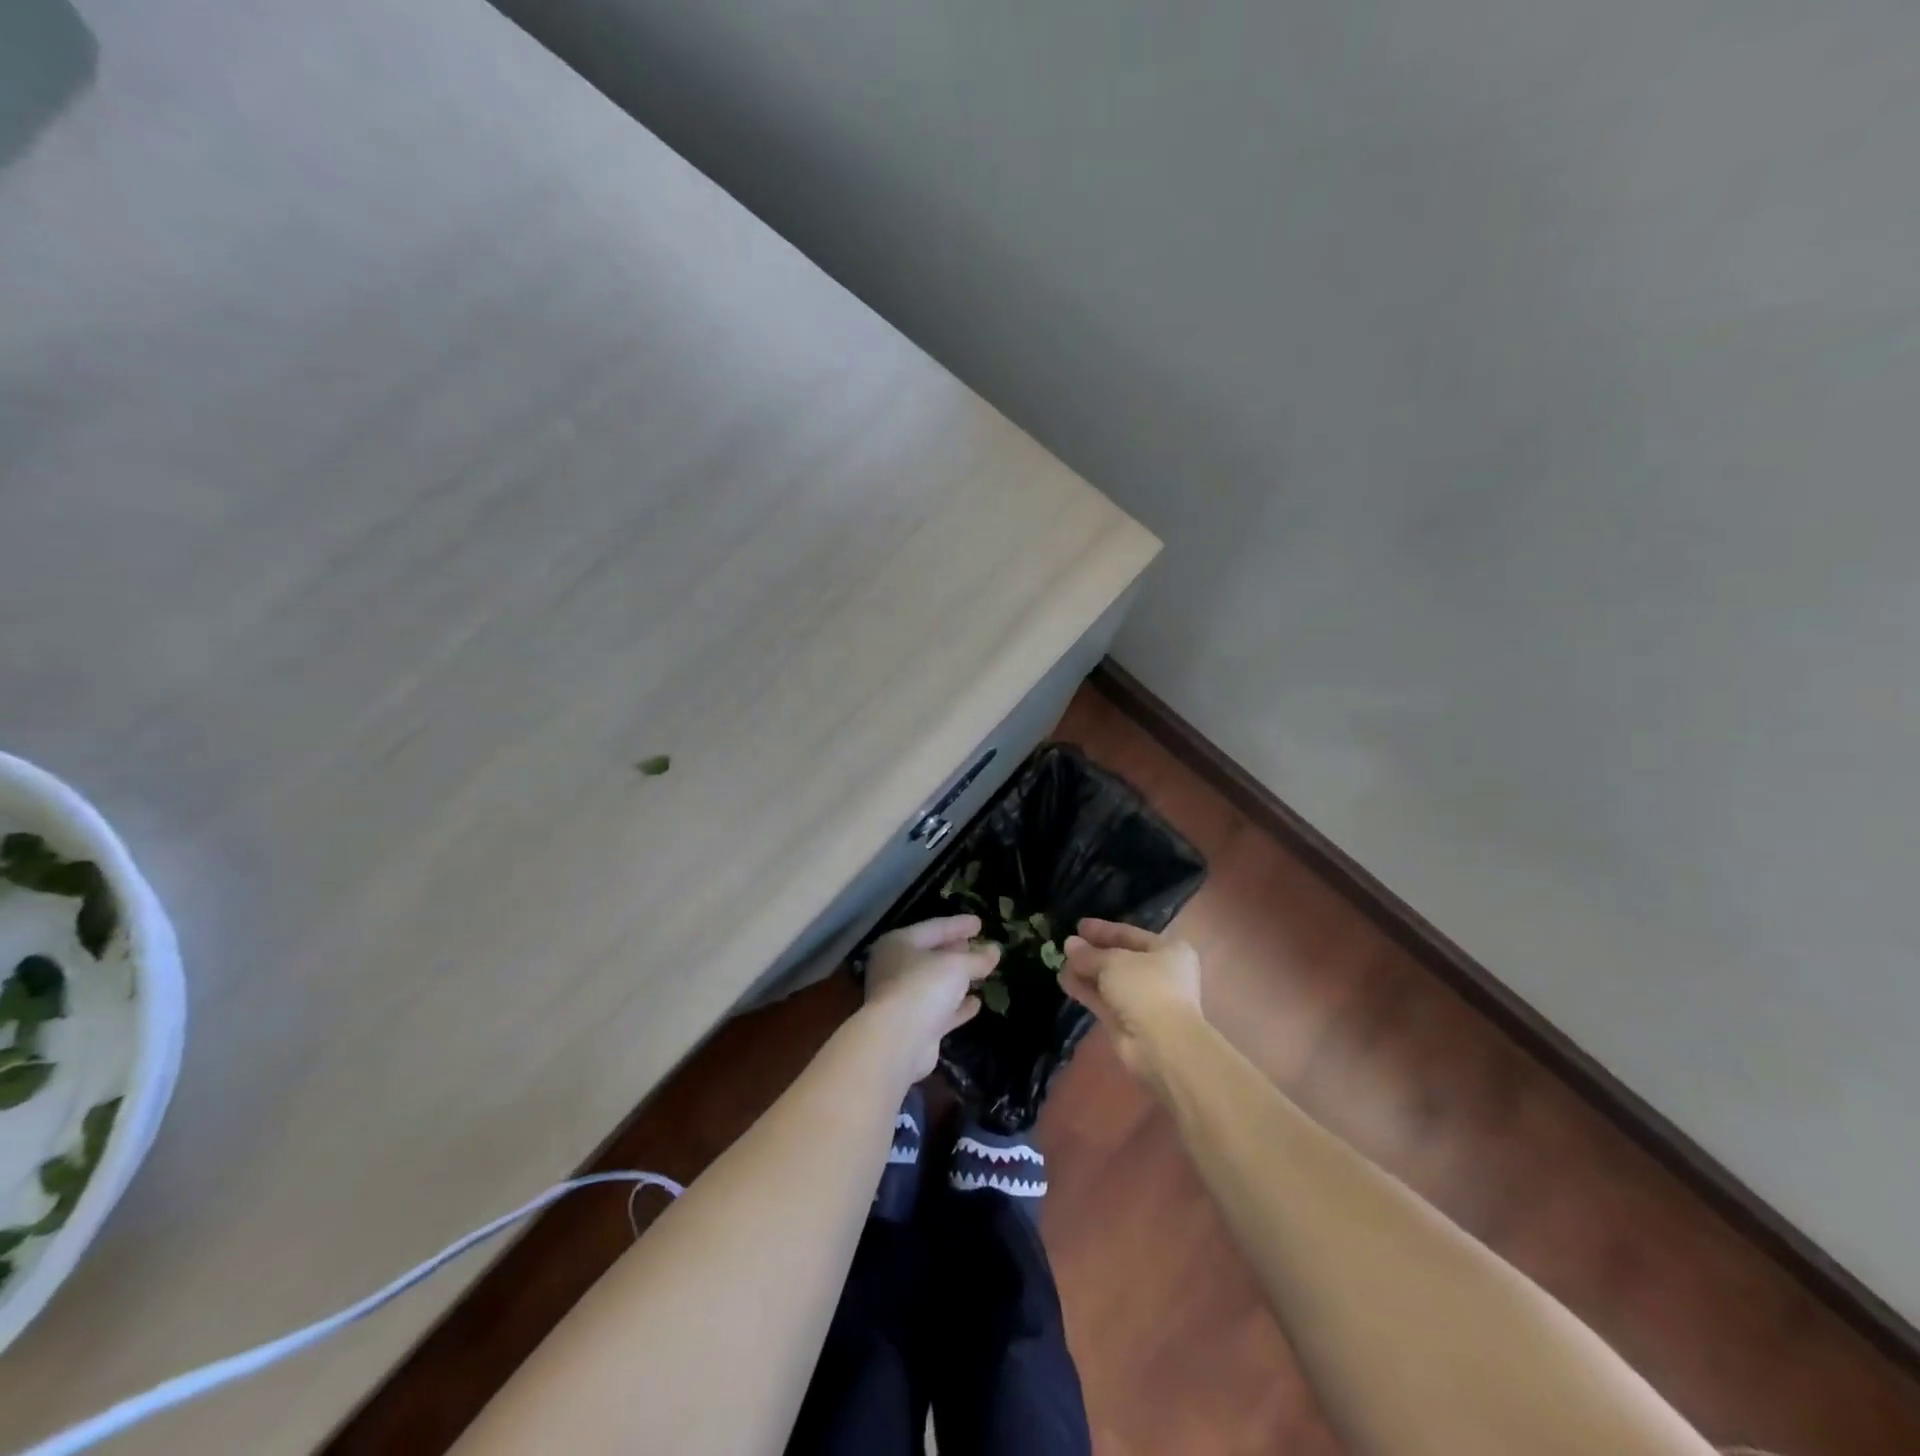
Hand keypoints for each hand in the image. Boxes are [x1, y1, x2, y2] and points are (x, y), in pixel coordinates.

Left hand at [861, 915, 999, 1077]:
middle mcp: (896, 968)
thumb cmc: (923, 986)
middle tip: (980, 946)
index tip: (980, 923)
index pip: (933, 928)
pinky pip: (940, 1010)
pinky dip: (957, 1006)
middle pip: (932, 955)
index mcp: (899, 944)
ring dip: (959, 979)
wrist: (898, 1041)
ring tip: (984, 971)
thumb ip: (977, 958)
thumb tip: (995, 950)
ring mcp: (903, 999)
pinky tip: (976, 1003)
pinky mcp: (914, 1026)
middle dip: (958, 951)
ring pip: (936, 984)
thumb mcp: (956, 965)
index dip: (958, 925)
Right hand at [1060, 918, 1203, 1078]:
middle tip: (1067, 945)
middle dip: (1093, 953)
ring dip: (1086, 972)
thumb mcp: (1113, 962)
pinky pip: (1105, 1000)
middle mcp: (1160, 973)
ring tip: (1060, 963)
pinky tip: (1064, 981)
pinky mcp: (1129, 1022)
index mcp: (1169, 951)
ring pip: (1110, 981)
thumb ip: (1090, 954)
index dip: (1104, 930)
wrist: (1162, 1045)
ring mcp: (1144, 1000)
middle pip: (1120, 958)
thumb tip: (1069, 943)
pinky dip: (1087, 991)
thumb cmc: (1146, 988)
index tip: (1079, 926)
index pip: (1131, 934)